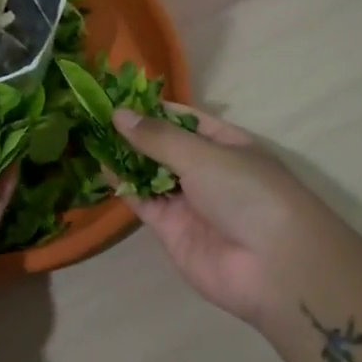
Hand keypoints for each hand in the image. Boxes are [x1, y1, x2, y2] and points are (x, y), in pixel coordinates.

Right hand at [114, 104, 340, 327]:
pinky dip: (125, 186)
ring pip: (150, 174)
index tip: (117, 94)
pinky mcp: (172, 229)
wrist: (272, 266)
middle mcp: (207, 170)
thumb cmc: (247, 193)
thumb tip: (119, 113)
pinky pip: (144, 202)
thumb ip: (158, 137)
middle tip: (94, 115)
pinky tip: (101, 167)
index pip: (185, 119)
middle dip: (134, 133)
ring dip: (125, 158)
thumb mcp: (203, 155)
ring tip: (90, 135)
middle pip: (164, 147)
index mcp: (226, 144)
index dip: (153, 107)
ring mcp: (189, 201)